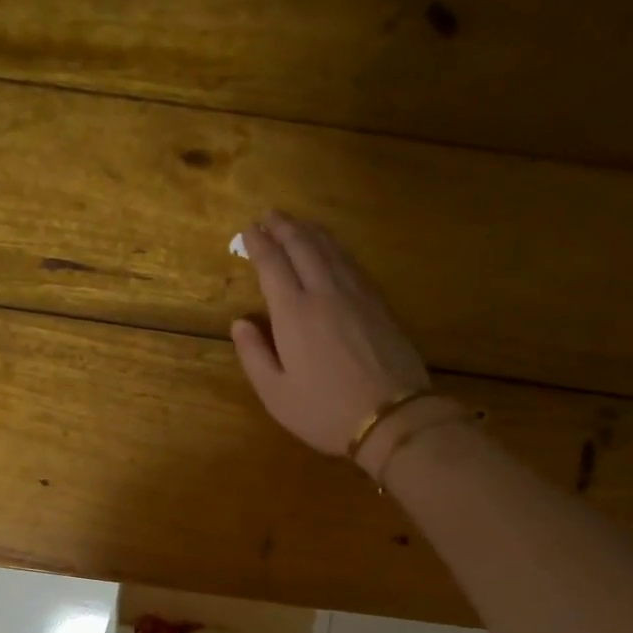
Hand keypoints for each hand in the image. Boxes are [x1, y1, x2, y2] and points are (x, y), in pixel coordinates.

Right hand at [232, 212, 430, 456]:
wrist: (392, 417)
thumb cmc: (325, 412)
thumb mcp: (276, 394)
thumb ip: (254, 355)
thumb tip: (241, 323)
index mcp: (294, 314)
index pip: (273, 265)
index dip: (259, 244)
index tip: (249, 230)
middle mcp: (325, 293)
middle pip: (303, 247)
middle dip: (284, 227)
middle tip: (269, 215)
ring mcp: (356, 295)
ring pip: (331, 249)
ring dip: (310, 231)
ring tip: (297, 222)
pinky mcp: (379, 304)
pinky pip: (352, 263)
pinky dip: (335, 248)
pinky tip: (332, 249)